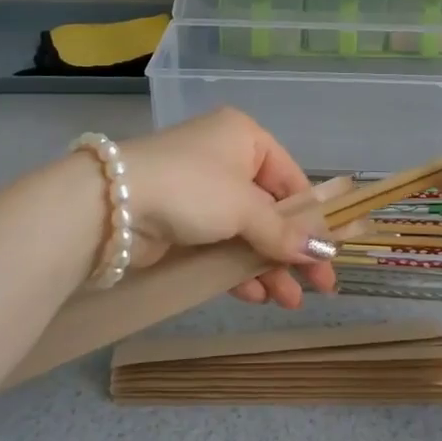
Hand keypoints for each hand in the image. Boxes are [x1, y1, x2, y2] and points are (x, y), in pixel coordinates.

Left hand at [117, 108, 337, 307]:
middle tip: (320, 287)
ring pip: (247, 232)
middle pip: (272, 209)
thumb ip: (284, 231)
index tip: (332, 254)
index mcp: (245, 138)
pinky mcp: (181, 223)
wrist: (109, 205)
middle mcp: (226, 159)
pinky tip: (255, 296)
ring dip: (269, 266)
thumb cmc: (191, 188)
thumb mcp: (244, 206)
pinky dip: (238, 269)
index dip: (313, 219)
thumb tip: (325, 251)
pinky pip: (221, 246)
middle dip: (293, 250)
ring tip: (289, 302)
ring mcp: (202, 193)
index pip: (292, 179)